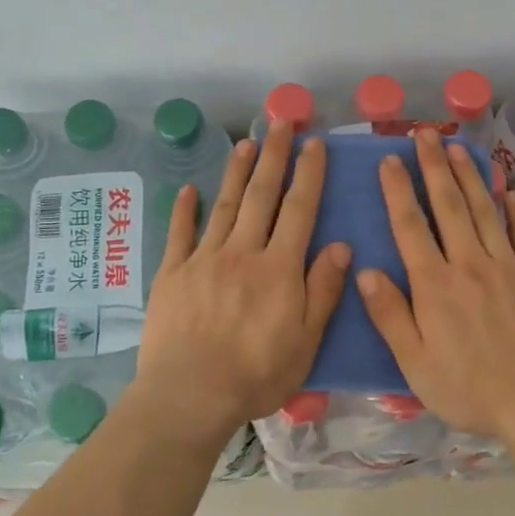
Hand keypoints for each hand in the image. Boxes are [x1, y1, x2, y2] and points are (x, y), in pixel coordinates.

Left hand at [133, 122, 349, 447]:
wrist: (190, 395)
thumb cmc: (256, 374)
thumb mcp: (306, 340)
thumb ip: (323, 290)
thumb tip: (342, 246)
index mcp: (279, 267)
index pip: (299, 209)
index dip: (309, 173)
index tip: (314, 142)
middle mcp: (243, 251)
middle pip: (261, 195)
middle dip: (274, 155)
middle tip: (280, 120)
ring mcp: (203, 259)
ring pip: (224, 205)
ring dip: (236, 171)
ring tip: (247, 142)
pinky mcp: (172, 274)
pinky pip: (179, 233)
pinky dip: (184, 209)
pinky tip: (188, 189)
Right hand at [357, 129, 514, 440]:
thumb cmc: (470, 389)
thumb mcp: (415, 363)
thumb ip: (390, 315)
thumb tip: (366, 271)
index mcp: (434, 285)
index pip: (410, 226)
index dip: (398, 190)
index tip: (390, 159)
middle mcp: (469, 264)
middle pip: (448, 205)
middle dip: (434, 166)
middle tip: (424, 134)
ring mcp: (508, 267)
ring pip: (484, 211)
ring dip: (469, 176)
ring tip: (457, 147)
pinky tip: (510, 191)